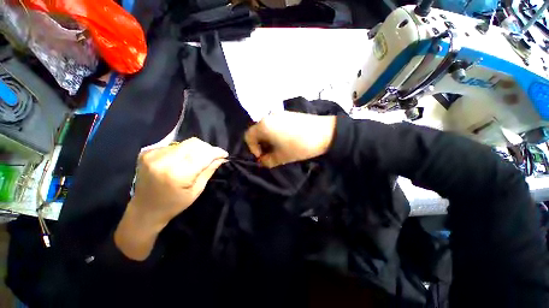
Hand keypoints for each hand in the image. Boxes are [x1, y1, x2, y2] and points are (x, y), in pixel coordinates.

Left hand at [115, 138, 227, 259]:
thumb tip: (221, 158)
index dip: (216, 152)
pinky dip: (184, 150)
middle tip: (212, 156)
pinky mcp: (148, 152)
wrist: (144, 210)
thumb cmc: (174, 204)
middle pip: (194, 144)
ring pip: (185, 143)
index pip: (203, 155)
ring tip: (198, 159)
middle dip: (207, 148)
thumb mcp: (196, 190)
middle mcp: (164, 160)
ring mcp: (153, 154)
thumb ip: (209, 171)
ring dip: (196, 149)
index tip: (224, 154)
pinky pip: (174, 145)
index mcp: (177, 174)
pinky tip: (184, 160)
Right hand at [245, 111, 336, 167]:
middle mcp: (268, 116)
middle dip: (260, 144)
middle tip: (269, 153)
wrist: (324, 132)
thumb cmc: (299, 146)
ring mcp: (279, 113)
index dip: (252, 149)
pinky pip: (275, 123)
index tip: (262, 157)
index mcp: (263, 126)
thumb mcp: (281, 157)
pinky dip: (275, 132)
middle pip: (257, 131)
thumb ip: (267, 161)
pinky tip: (285, 139)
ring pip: (266, 127)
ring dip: (268, 138)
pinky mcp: (287, 113)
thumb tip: (262, 161)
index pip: (248, 137)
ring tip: (278, 147)